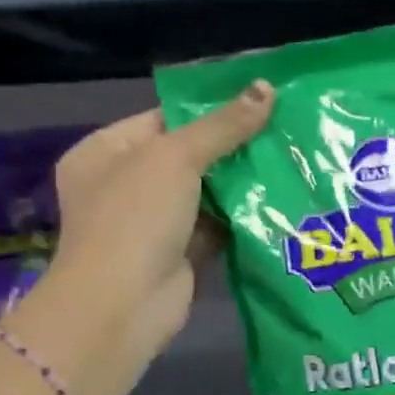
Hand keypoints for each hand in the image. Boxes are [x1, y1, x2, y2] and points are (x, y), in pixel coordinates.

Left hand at [45, 82, 273, 363]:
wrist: (121, 307)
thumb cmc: (135, 217)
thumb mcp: (175, 157)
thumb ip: (222, 125)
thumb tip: (266, 87)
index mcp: (104, 151)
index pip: (162, 118)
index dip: (208, 109)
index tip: (257, 99)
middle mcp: (122, 184)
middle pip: (185, 154)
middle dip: (230, 145)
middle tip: (282, 126)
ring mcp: (149, 222)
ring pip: (202, 191)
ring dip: (239, 180)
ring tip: (290, 155)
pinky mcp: (176, 253)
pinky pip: (213, 225)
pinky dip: (239, 215)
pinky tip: (279, 196)